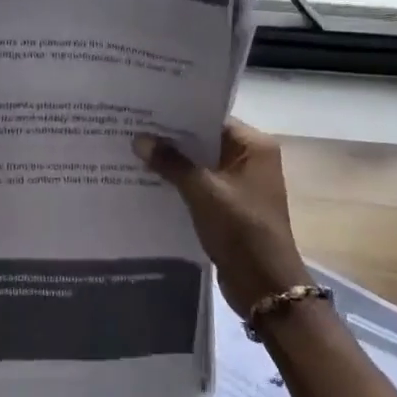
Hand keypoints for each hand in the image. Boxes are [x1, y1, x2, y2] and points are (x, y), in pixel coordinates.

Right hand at [134, 120, 310, 315]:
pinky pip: (201, 186)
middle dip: (172, 140)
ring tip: (134, 153)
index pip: (212, 118)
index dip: (179, 116)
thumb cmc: (240, 228)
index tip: (146, 112)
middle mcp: (251, 160)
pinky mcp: (230, 207)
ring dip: (174, 163)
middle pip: (205, 141)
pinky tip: (149, 182)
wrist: (264, 285)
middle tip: (133, 130)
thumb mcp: (202, 191)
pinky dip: (180, 184)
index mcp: (254, 146)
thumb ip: (171, 163)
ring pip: (201, 165)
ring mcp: (241, 185)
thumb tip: (140, 139)